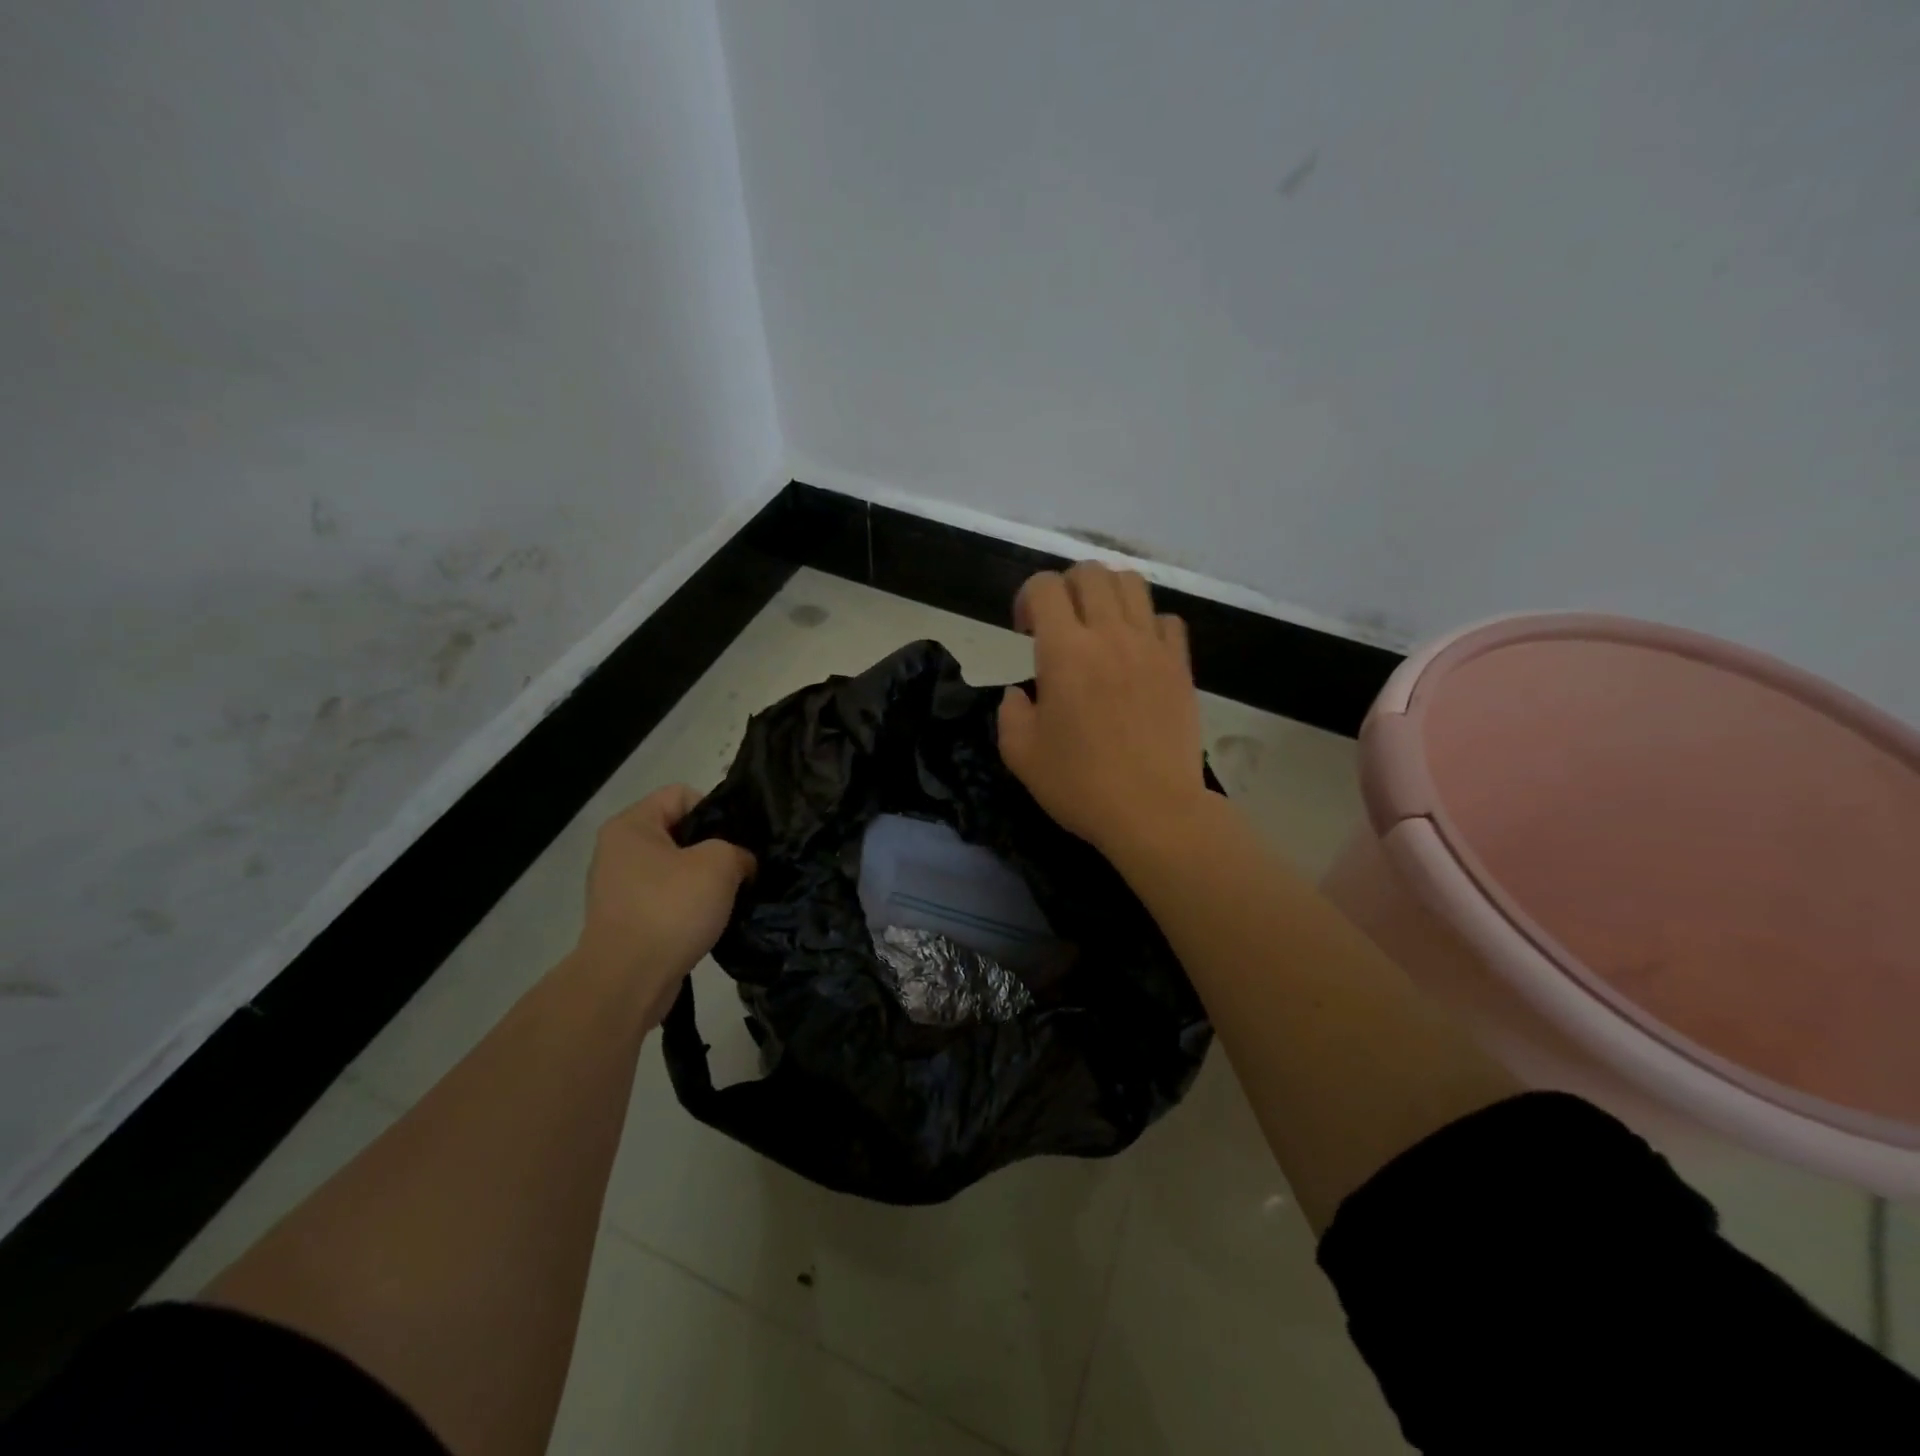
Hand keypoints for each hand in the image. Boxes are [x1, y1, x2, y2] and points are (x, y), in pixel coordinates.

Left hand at [574, 785, 754, 1016]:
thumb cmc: (670, 908)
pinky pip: (667, 901)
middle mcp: (619, 851)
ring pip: (676, 869)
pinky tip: (712, 921)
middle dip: (714, 848)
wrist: (628, 981)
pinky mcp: (627, 921)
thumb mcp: (720, 864)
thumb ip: (738, 851)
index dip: (716, 809)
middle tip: (743, 867)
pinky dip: (690, 908)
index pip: (682, 794)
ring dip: (704, 881)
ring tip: (731, 897)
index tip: (739, 838)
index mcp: (632, 825)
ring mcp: (620, 889)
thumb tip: (741, 864)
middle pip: (680, 833)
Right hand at [998, 563, 1210, 857]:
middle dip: (1065, 587)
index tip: (1024, 631)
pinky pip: (1167, 620)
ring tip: (1098, 626)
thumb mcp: (1020, 754)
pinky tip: (1136, 651)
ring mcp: (1151, 647)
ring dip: (1107, 594)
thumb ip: (1011, 712)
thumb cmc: (1080, 785)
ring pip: (1132, 584)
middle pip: (1090, 572)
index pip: (1044, 587)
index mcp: (1064, 651)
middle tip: (1059, 623)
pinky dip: (1147, 623)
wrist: (1153, 810)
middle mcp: (1109, 635)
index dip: (1026, 598)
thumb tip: (1022, 693)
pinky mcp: (1180, 666)